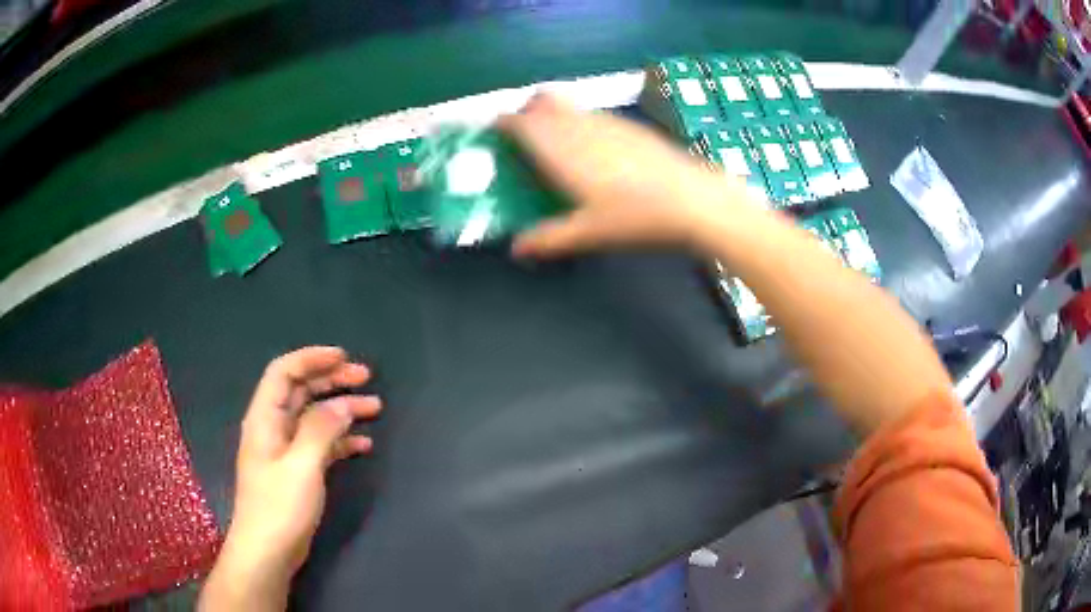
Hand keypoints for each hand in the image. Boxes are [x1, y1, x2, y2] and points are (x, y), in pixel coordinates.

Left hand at [200, 347, 380, 610]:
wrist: (268, 551)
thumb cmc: (279, 506)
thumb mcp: (301, 465)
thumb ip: (321, 429)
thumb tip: (342, 404)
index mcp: (266, 418)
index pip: (284, 372)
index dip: (312, 359)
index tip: (344, 358)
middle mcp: (274, 428)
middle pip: (302, 391)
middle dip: (332, 380)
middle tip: (367, 378)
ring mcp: (286, 451)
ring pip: (314, 417)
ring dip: (342, 409)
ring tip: (375, 408)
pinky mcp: (297, 471)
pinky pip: (321, 444)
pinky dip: (341, 439)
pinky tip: (364, 445)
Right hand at [499, 94, 755, 257]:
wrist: (694, 200)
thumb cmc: (636, 217)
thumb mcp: (588, 233)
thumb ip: (548, 238)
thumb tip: (516, 248)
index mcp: (561, 148)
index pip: (520, 121)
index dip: (503, 123)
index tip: (494, 134)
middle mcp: (580, 125)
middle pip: (543, 99)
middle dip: (527, 110)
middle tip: (524, 137)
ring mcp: (608, 121)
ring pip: (570, 104)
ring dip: (554, 115)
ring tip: (557, 147)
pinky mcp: (630, 126)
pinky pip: (593, 114)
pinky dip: (580, 123)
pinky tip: (595, 152)